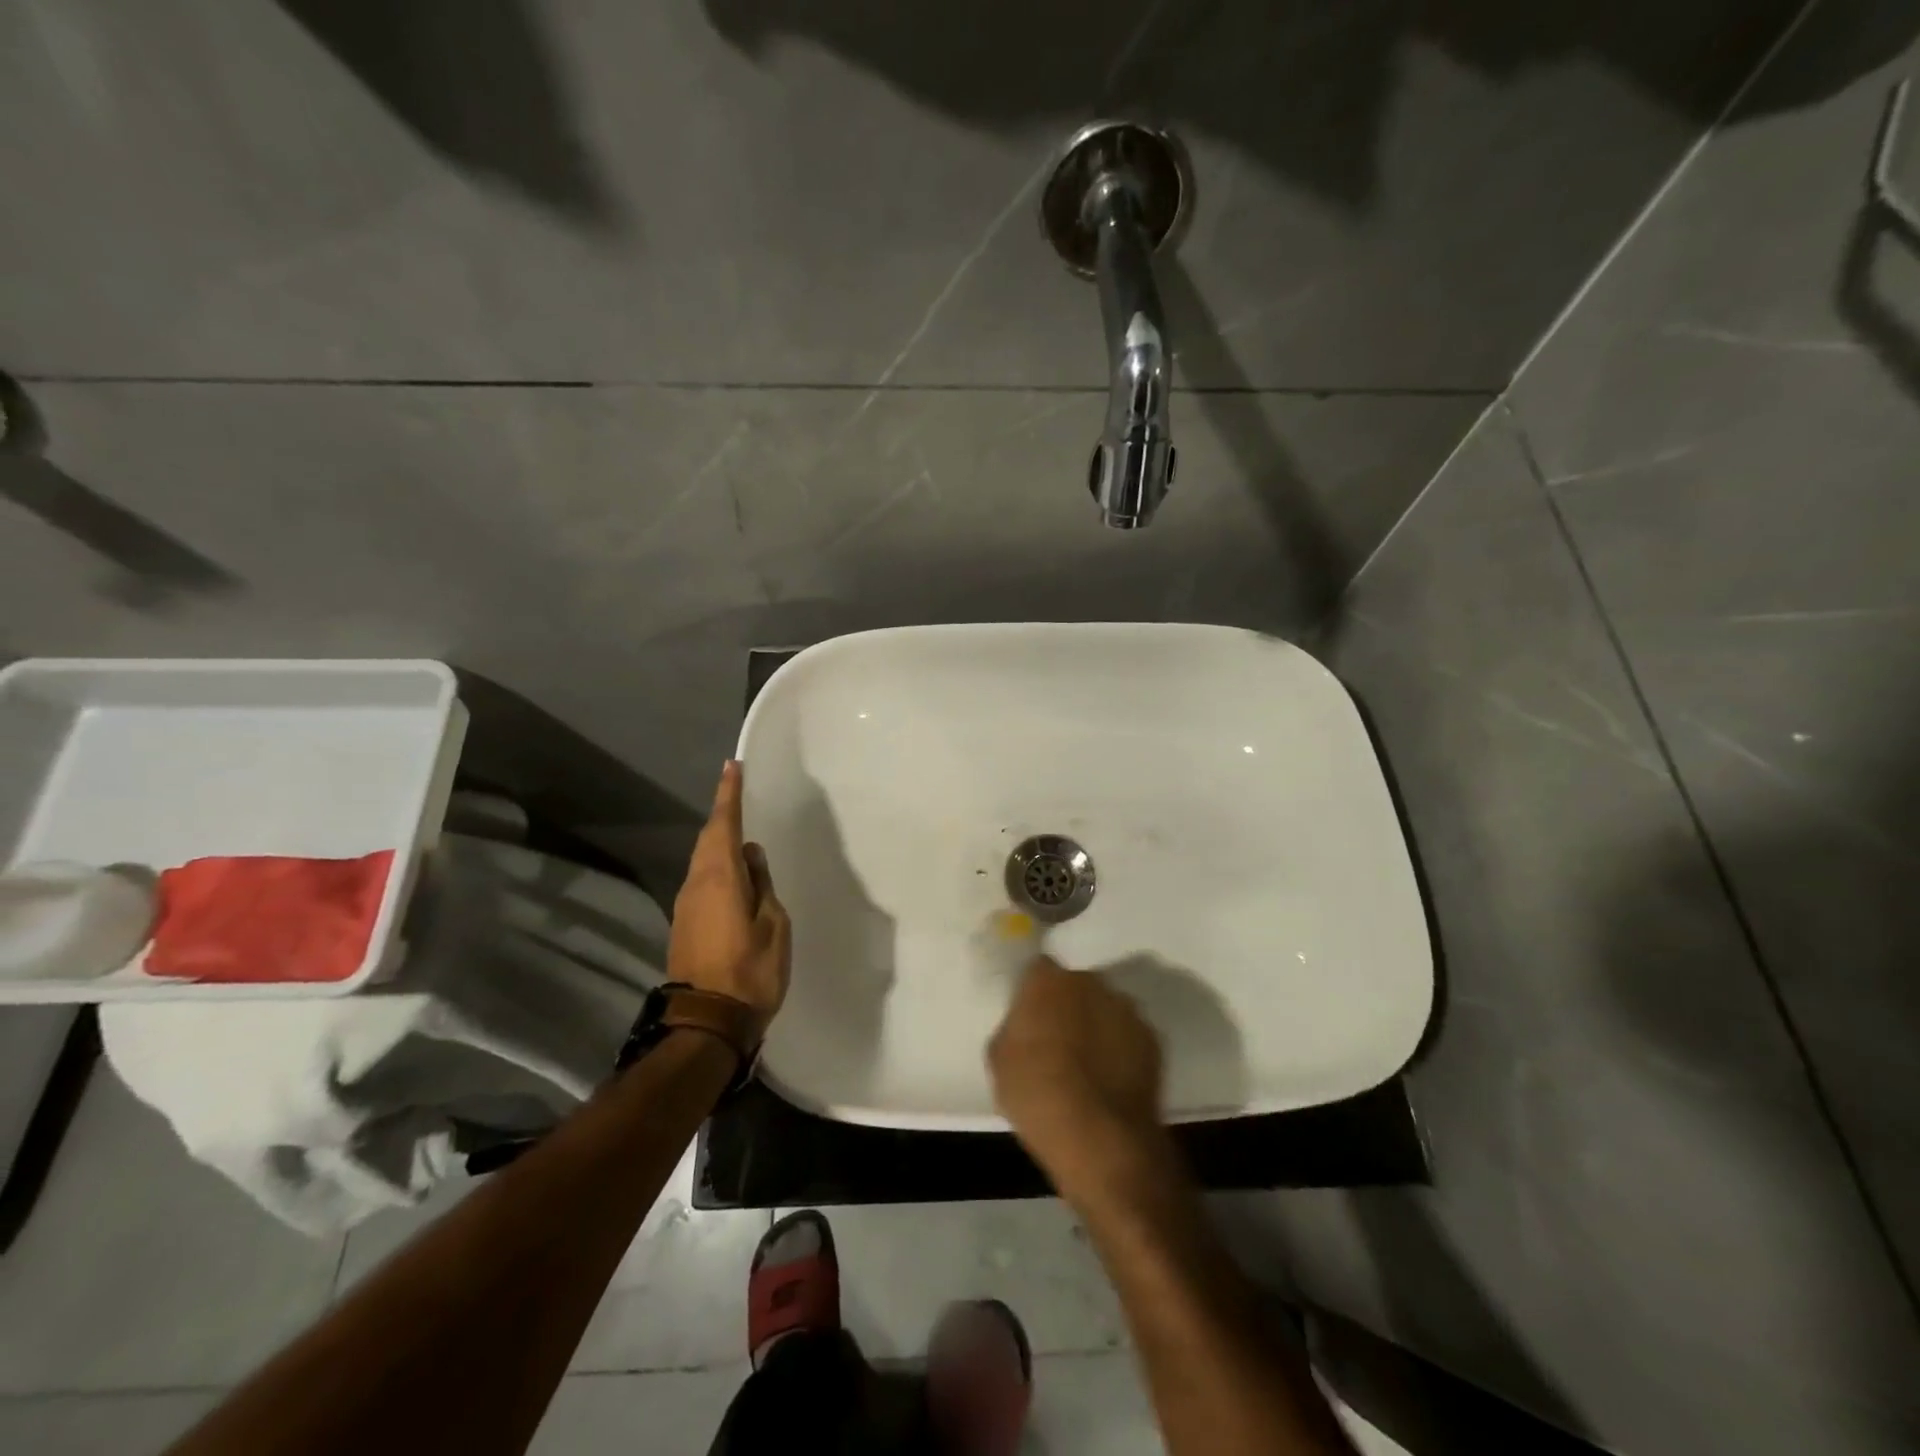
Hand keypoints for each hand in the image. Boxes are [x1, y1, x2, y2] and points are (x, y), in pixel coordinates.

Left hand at [668, 761, 790, 1039]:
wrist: (706, 1023)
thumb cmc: (750, 971)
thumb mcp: (773, 925)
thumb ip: (762, 886)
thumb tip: (751, 857)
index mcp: (719, 878)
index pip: (723, 824)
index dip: (728, 795)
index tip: (732, 767)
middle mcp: (695, 884)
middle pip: (708, 840)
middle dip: (723, 816)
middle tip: (739, 795)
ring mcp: (686, 906)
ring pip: (703, 861)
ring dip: (719, 843)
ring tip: (742, 834)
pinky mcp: (685, 925)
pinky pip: (702, 881)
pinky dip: (717, 867)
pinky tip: (735, 874)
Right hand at [988, 955, 1169, 1193]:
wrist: (1099, 1138)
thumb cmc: (1036, 1094)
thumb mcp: (1000, 1059)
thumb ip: (1014, 1028)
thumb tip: (1026, 1025)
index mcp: (1048, 980)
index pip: (1038, 969)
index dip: (1034, 993)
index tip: (1030, 1017)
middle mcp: (1090, 982)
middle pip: (1075, 986)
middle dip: (1068, 1005)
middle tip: (1058, 1040)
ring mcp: (1126, 1009)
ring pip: (1105, 1008)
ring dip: (1097, 1025)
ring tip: (1089, 1063)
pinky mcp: (1153, 1039)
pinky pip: (1129, 1035)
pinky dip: (1122, 1049)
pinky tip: (1112, 1079)